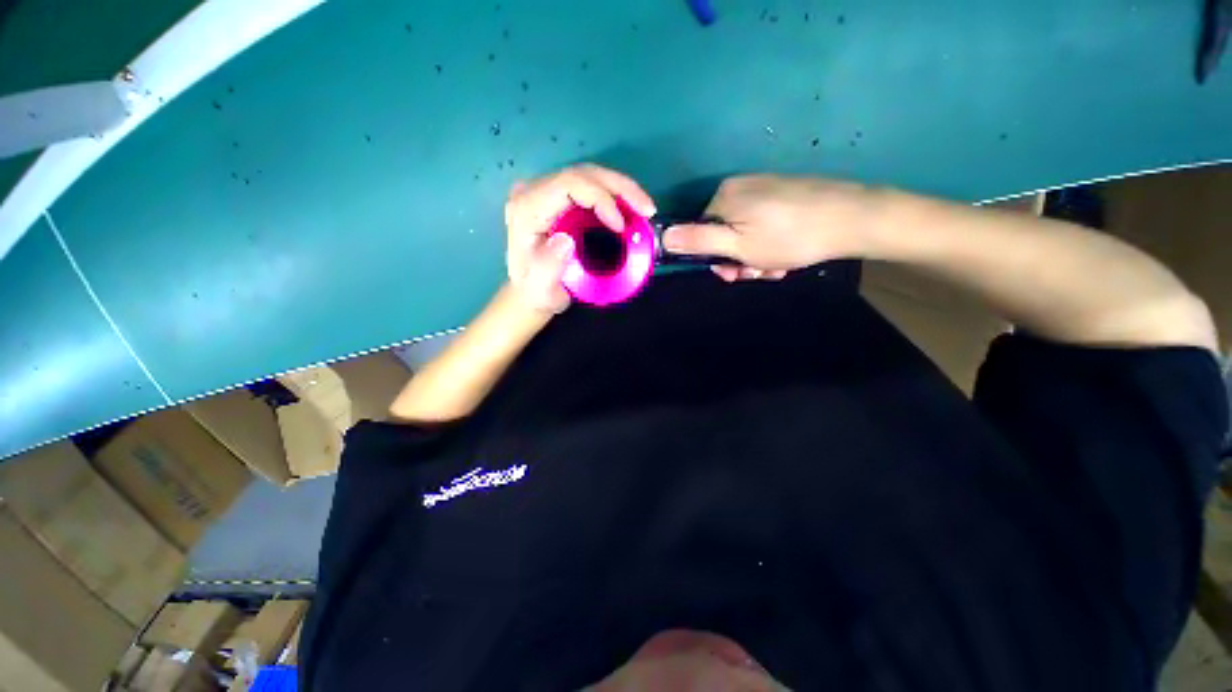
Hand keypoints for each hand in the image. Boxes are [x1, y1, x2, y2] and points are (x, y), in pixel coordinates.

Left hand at [505, 164, 656, 311]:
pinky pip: (592, 187)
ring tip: (646, 209)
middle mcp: (534, 193)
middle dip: (620, 188)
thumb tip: (566, 239)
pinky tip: (633, 209)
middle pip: (582, 174)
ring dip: (622, 189)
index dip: (599, 198)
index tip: (621, 225)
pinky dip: (616, 196)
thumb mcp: (540, 289)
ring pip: (590, 176)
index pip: (567, 185)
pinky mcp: (560, 198)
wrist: (532, 291)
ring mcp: (547, 193)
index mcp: (527, 209)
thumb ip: (548, 267)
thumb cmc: (537, 292)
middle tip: (648, 209)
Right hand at [662, 175, 875, 281]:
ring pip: (745, 233)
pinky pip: (764, 224)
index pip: (700, 232)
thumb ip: (698, 242)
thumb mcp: (738, 247)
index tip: (735, 274)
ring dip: (756, 257)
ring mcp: (764, 189)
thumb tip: (662, 236)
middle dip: (738, 259)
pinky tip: (787, 256)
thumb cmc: (789, 237)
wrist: (852, 218)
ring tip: (777, 267)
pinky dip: (770, 244)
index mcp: (724, 197)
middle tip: (759, 273)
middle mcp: (740, 187)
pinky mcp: (784, 194)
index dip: (714, 258)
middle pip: (724, 234)